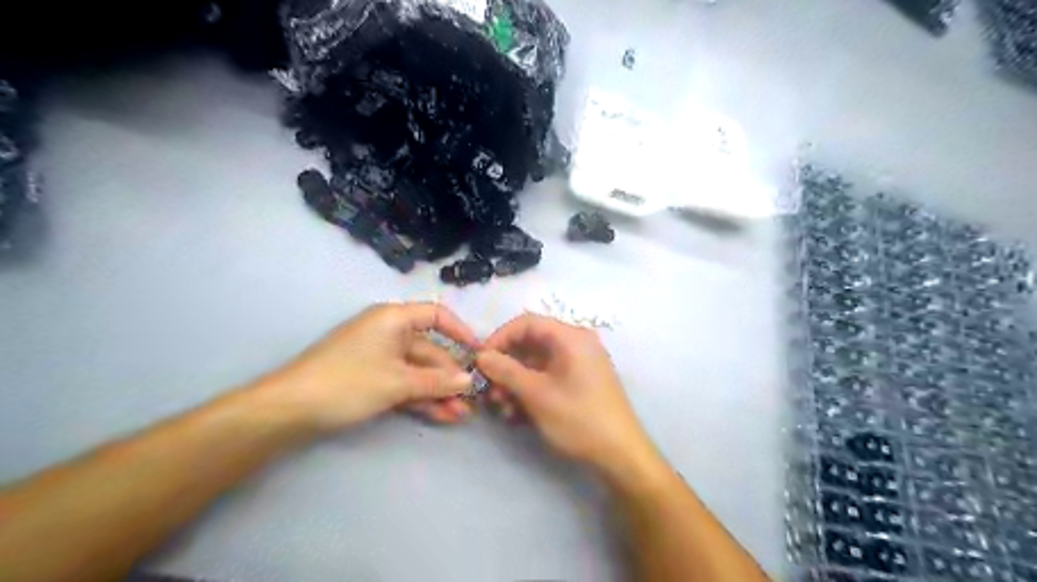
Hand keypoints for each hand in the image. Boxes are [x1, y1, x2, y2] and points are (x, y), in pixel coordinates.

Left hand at [264, 304, 481, 432]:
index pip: (436, 315)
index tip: (479, 353)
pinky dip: (420, 398)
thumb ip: (437, 381)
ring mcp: (379, 357)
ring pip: (418, 371)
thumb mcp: (398, 382)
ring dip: (439, 392)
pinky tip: (441, 416)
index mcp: (394, 319)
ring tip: (461, 415)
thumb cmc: (348, 382)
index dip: (460, 332)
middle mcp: (389, 332)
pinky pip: (404, 383)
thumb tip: (470, 380)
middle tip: (473, 399)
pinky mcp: (371, 378)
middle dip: (451, 376)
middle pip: (429, 349)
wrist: (289, 410)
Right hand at [476, 316, 655, 478]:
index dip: (500, 338)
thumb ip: (506, 371)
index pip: (527, 323)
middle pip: (531, 343)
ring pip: (537, 363)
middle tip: (490, 391)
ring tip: (502, 408)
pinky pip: (548, 377)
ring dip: (515, 382)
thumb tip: (481, 356)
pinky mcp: (579, 382)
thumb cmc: (579, 419)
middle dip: (506, 366)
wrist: (621, 455)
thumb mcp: (537, 394)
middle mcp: (576, 344)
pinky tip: (517, 414)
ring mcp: (579, 364)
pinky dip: (530, 390)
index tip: (481, 360)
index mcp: (571, 337)